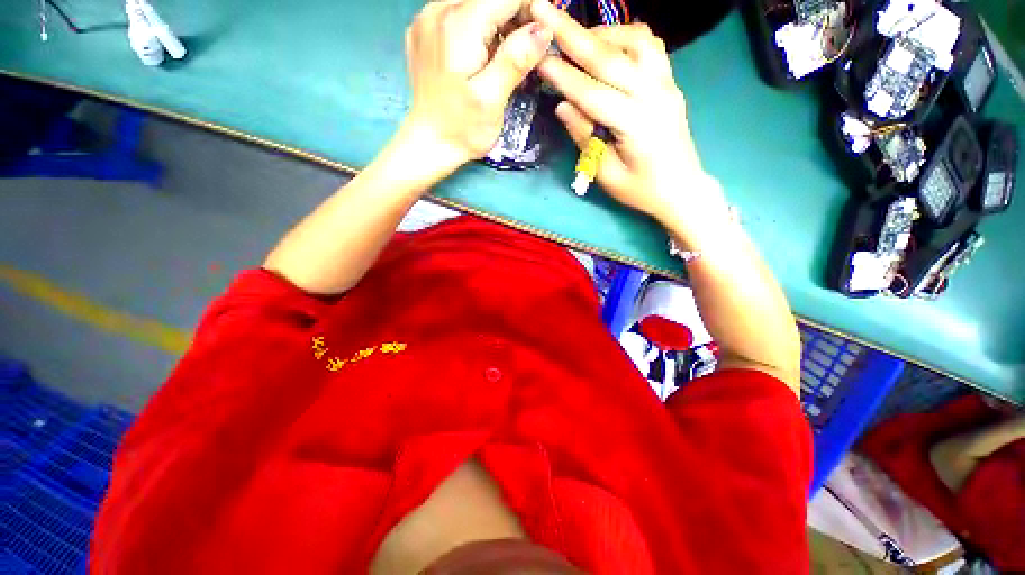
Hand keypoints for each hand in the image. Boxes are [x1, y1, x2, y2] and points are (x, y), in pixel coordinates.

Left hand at [403, 0, 553, 168]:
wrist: (428, 144)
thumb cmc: (462, 129)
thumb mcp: (492, 100)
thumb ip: (515, 59)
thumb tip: (543, 29)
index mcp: (459, 24)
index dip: (531, 10)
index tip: (541, 38)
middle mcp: (438, 9)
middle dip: (514, 18)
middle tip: (523, 54)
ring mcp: (427, 18)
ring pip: (475, 3)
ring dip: (496, 24)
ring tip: (501, 60)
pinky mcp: (423, 31)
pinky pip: (457, 14)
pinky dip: (477, 28)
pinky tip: (480, 57)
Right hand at [531, 0, 727, 236]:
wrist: (682, 188)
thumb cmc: (641, 190)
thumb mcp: (607, 174)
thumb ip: (585, 138)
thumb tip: (562, 106)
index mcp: (636, 125)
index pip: (592, 93)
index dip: (563, 76)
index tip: (537, 58)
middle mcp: (654, 95)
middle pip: (610, 56)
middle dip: (573, 33)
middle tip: (544, 10)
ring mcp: (666, 84)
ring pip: (634, 40)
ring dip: (601, 33)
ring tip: (576, 39)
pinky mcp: (670, 82)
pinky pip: (650, 46)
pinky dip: (625, 37)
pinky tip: (609, 46)